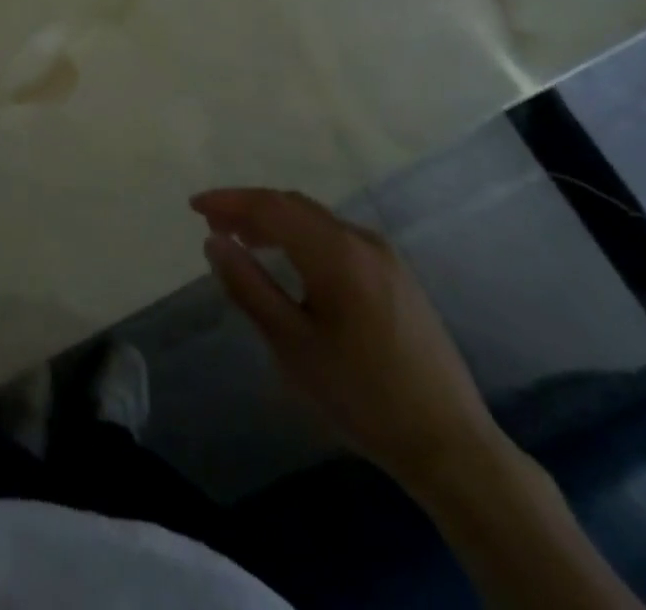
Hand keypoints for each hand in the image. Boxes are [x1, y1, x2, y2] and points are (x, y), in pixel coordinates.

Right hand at [191, 188, 500, 488]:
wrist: (450, 444)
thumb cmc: (361, 396)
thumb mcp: (292, 346)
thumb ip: (248, 287)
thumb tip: (214, 242)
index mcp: (336, 252)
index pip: (271, 206)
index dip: (229, 201)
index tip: (195, 206)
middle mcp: (362, 240)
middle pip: (294, 206)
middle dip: (250, 208)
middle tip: (214, 225)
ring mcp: (385, 255)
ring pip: (317, 220)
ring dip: (277, 222)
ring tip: (245, 240)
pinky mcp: (397, 275)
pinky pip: (338, 238)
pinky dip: (304, 237)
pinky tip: (292, 261)